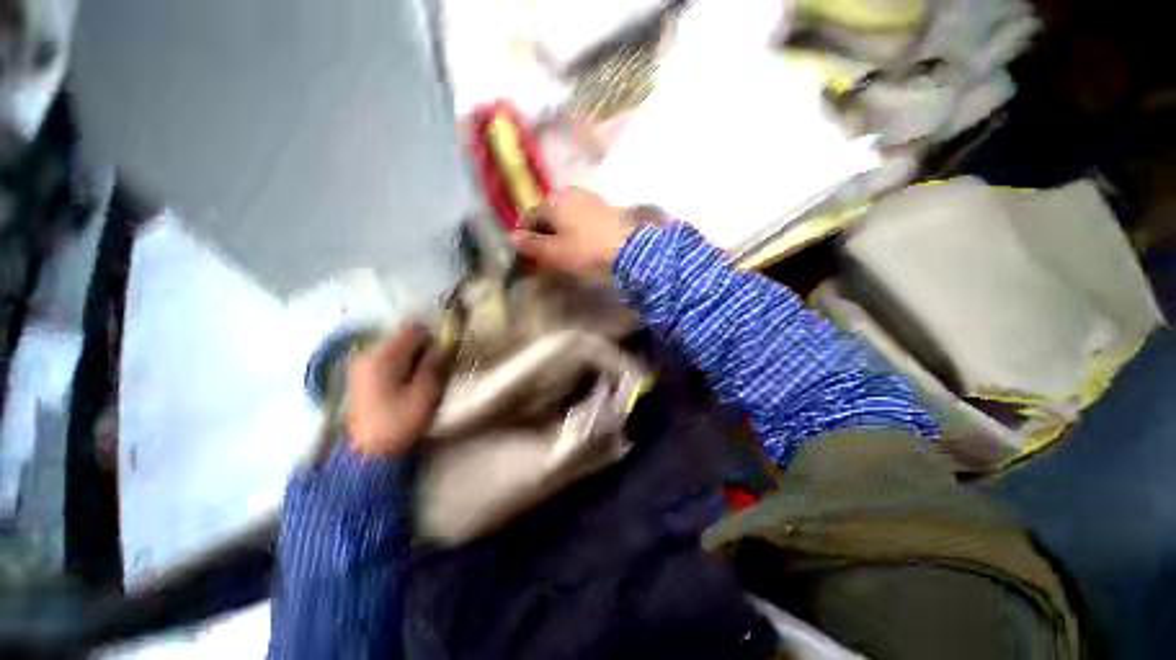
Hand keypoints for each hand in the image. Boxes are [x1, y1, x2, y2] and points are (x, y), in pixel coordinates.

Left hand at [347, 326, 441, 458]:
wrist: (368, 452)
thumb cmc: (400, 422)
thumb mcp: (426, 394)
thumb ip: (434, 364)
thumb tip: (442, 345)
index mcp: (384, 356)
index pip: (414, 329)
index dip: (433, 336)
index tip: (444, 352)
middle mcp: (368, 353)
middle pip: (403, 335)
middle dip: (422, 346)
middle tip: (434, 366)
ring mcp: (361, 363)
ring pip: (395, 346)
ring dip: (411, 354)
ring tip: (421, 375)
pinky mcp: (361, 374)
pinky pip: (386, 356)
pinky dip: (400, 362)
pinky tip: (405, 381)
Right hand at [513, 187, 637, 276]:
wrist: (630, 248)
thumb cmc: (586, 250)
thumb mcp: (554, 252)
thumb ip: (532, 244)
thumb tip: (512, 237)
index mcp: (554, 201)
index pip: (531, 216)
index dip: (527, 235)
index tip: (530, 252)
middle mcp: (570, 193)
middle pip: (550, 214)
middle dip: (545, 232)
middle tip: (548, 253)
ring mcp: (591, 198)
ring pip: (567, 215)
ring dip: (562, 230)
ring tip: (566, 249)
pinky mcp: (607, 207)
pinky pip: (583, 217)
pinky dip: (578, 228)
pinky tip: (583, 242)